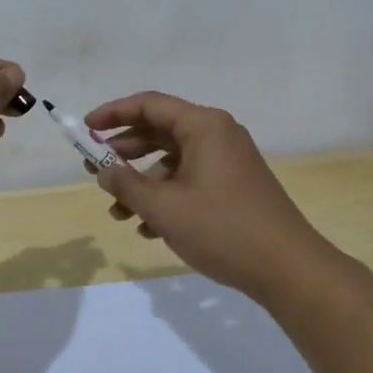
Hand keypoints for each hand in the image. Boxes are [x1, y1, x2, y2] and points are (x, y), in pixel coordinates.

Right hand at [85, 92, 336, 300]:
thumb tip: (104, 171)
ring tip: (117, 213)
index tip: (85, 130)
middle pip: (160, 131)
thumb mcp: (164, 208)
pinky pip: (190, 180)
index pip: (149, 105)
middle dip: (124, 153)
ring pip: (173, 160)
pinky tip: (148, 228)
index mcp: (203, 125)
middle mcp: (217, 134)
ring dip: (142, 183)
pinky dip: (166, 196)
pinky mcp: (234, 185)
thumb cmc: (222, 228)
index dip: (113, 114)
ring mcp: (228, 160)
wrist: (287, 267)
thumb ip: (127, 185)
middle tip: (93, 171)